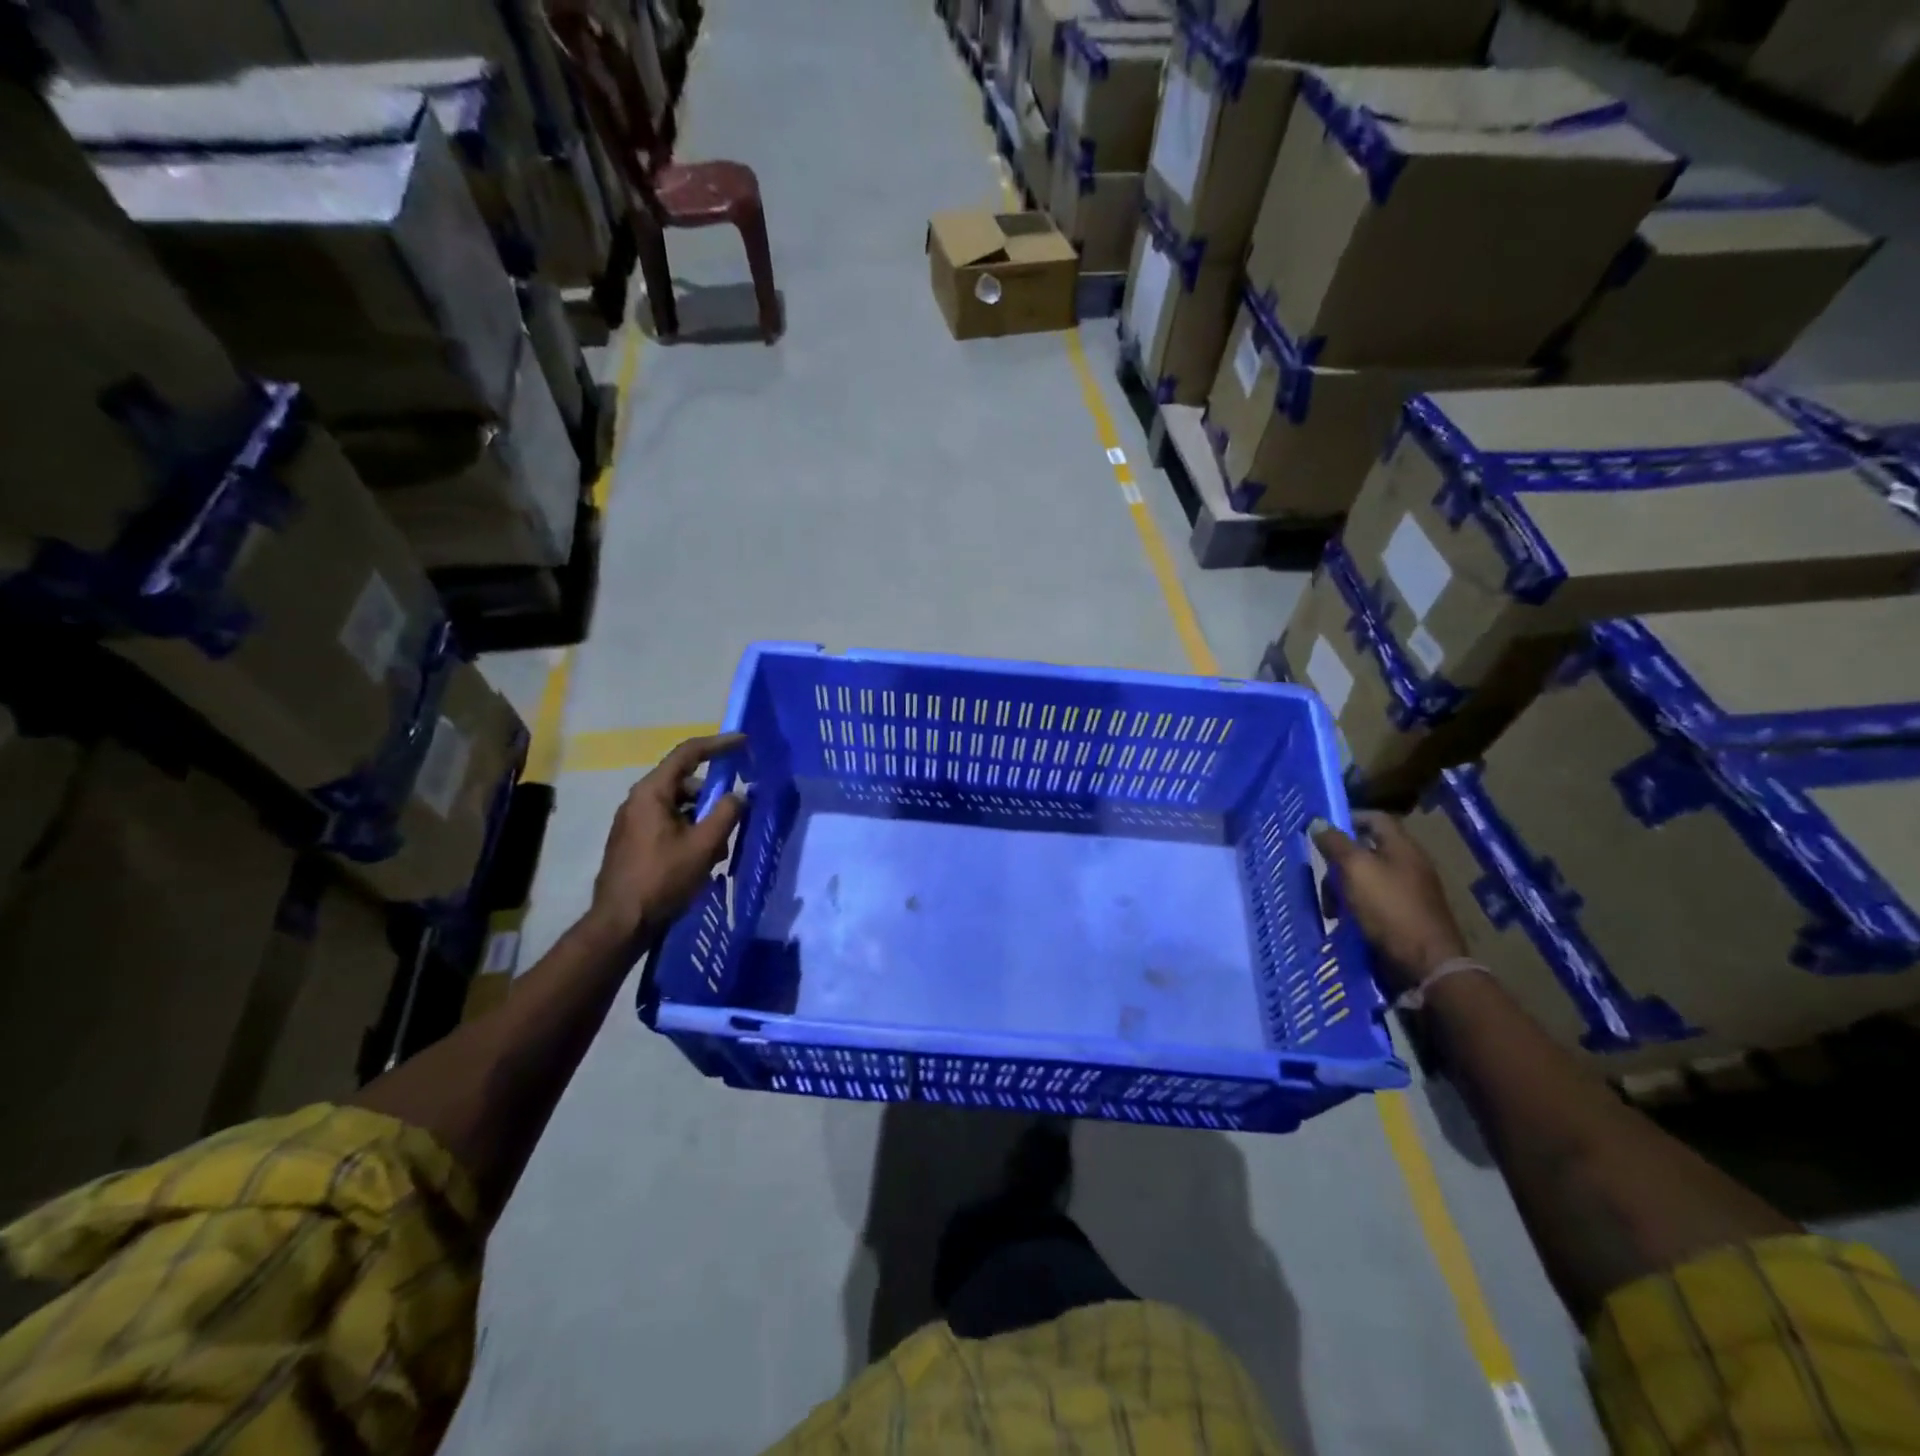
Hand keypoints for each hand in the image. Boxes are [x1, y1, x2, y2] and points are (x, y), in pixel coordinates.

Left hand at [587, 733, 745, 944]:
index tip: (744, 742)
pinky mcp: (634, 843)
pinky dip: (690, 832)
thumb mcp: (704, 845)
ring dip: (704, 820)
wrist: (621, 923)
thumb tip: (739, 795)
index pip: (688, 754)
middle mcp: (638, 801)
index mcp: (651, 792)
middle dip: (713, 796)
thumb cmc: (662, 878)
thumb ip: (727, 813)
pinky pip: (669, 824)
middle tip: (735, 816)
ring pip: (679, 807)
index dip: (718, 745)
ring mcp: (633, 823)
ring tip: (719, 849)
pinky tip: (702, 860)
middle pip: (685, 783)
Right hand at [1312, 811, 1467, 994]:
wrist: (1425, 964)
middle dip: (1338, 862)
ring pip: (1365, 878)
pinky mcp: (1404, 916)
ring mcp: (1408, 891)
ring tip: (1329, 908)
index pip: (1374, 818)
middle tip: (1320, 876)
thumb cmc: (1389, 908)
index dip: (1347, 819)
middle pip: (1366, 850)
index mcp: (1402, 847)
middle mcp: (1408, 865)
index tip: (1320, 830)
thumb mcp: (1356, 870)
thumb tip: (1318, 822)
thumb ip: (1335, 844)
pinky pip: (1372, 901)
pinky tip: (1344, 921)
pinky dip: (1354, 907)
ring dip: (1342, 888)